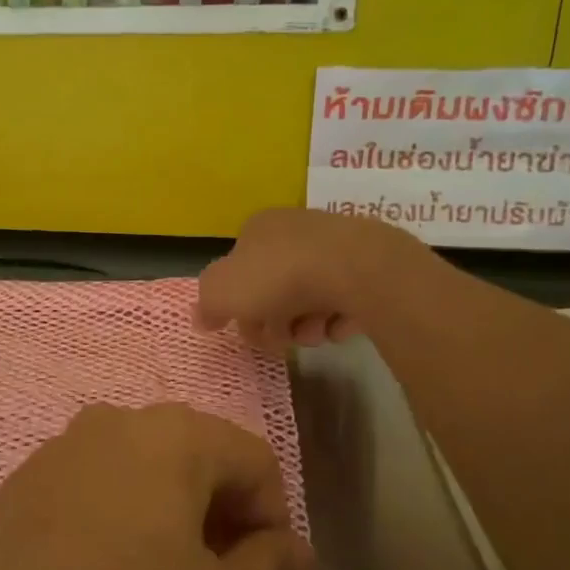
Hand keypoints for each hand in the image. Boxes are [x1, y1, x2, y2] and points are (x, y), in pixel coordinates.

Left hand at [0, 403, 312, 569]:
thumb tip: (287, 548)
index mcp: (177, 435)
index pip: (258, 463)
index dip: (274, 528)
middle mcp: (118, 423)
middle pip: (198, 467)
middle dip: (220, 530)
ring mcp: (62, 450)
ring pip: (144, 485)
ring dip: (167, 536)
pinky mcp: (21, 486)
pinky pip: (94, 502)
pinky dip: (114, 539)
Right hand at [196, 207, 435, 348]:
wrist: (354, 268)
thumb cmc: (278, 276)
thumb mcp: (222, 291)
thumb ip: (207, 305)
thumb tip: (202, 318)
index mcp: (258, 228)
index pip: (239, 269)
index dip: (238, 305)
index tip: (246, 328)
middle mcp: (295, 231)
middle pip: (274, 288)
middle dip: (273, 322)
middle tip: (279, 340)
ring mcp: (334, 247)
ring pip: (309, 299)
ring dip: (305, 326)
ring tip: (313, 334)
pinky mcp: (367, 267)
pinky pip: (344, 301)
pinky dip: (337, 319)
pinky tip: (337, 326)